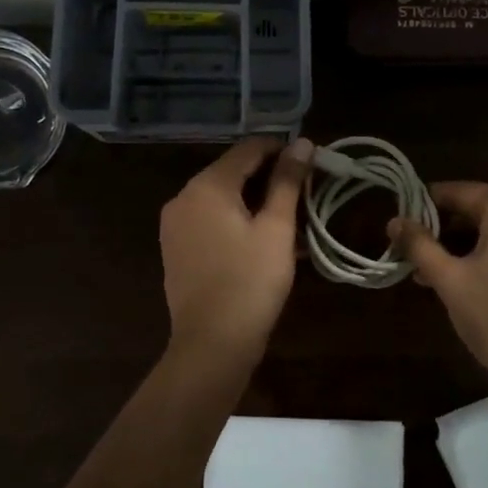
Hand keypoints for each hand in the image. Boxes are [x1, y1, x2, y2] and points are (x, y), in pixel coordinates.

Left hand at [159, 137, 313, 363]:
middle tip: (306, 194)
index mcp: (206, 186)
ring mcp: (175, 224)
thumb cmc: (250, 282)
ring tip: (292, 219)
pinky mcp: (176, 248)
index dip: (283, 150)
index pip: (249, 148)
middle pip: (233, 171)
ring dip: (256, 201)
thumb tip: (302, 142)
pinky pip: (211, 220)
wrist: (212, 345)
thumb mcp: (276, 228)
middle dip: (271, 177)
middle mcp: (184, 197)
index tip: (312, 164)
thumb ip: (288, 181)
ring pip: (223, 197)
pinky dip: (237, 220)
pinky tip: (264, 239)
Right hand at [390, 183, 487, 456]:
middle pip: (483, 210)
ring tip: (434, 274)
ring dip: (467, 247)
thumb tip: (393, 221)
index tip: (402, 220)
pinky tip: (468, 281)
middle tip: (415, 253)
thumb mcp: (450, 280)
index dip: (427, 204)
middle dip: (447, 231)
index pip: (461, 192)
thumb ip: (419, 245)